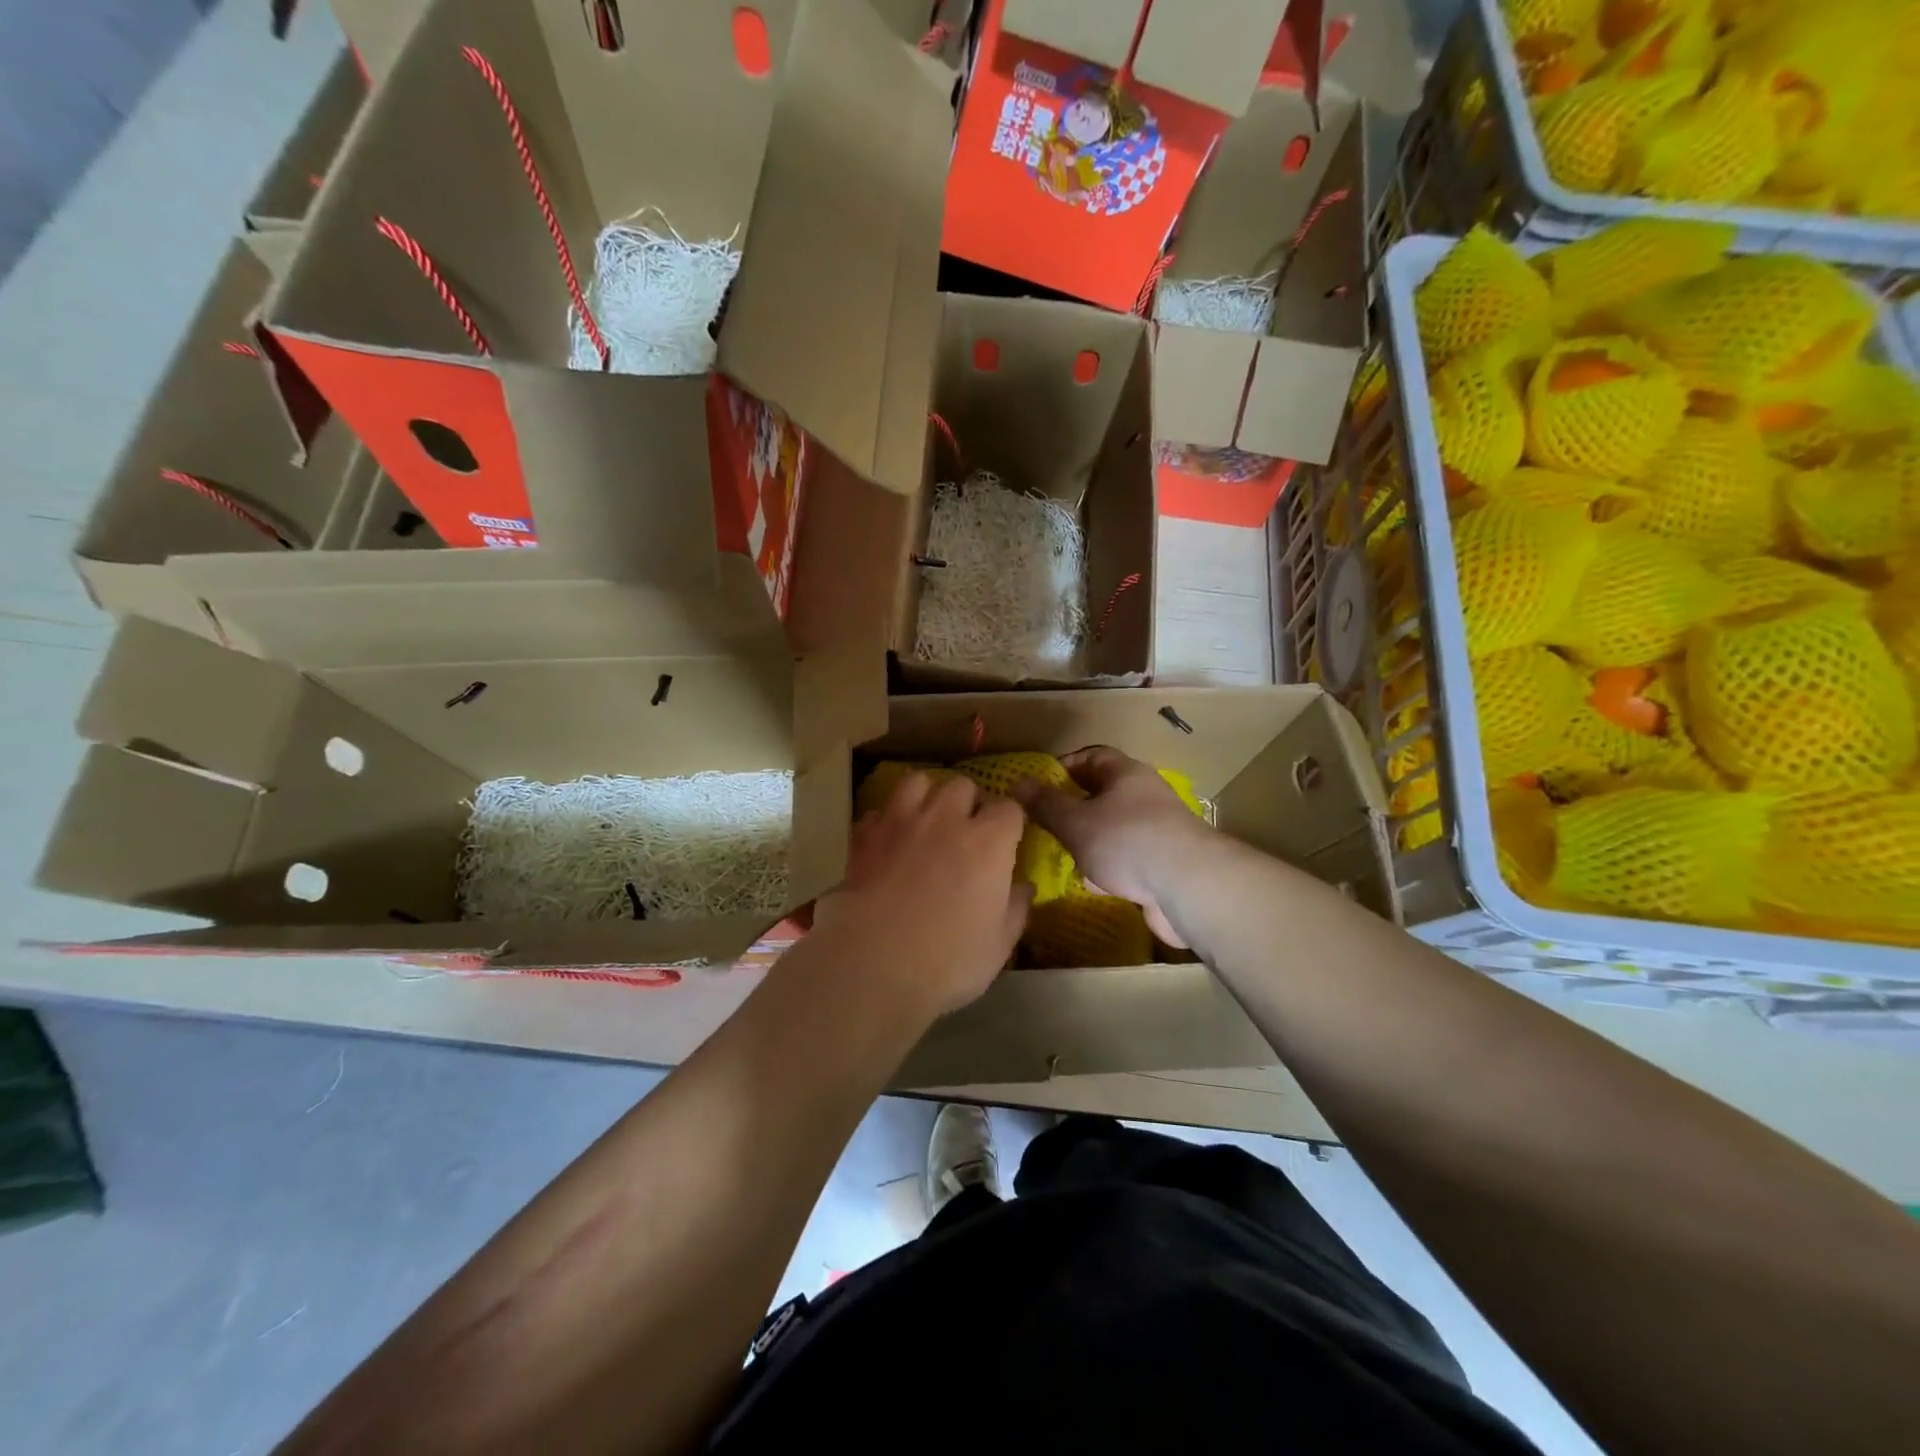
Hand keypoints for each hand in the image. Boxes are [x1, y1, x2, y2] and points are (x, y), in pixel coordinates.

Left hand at [811, 771, 1031, 1020]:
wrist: (873, 963)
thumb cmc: (948, 960)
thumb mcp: (999, 945)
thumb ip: (1015, 909)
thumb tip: (1024, 887)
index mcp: (988, 842)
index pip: (1009, 808)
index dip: (1009, 822)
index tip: (1007, 840)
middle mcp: (946, 819)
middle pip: (963, 785)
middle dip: (968, 802)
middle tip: (966, 830)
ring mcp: (900, 822)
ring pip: (916, 782)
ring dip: (926, 796)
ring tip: (925, 820)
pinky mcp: (864, 836)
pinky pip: (877, 811)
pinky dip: (885, 821)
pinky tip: (886, 842)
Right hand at [1011, 747, 1212, 948]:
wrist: (1189, 887)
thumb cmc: (1127, 841)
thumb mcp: (1076, 821)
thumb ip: (1046, 804)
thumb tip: (1017, 783)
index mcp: (1126, 774)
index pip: (1092, 756)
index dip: (1064, 766)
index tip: (1038, 784)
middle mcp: (1144, 796)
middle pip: (1103, 793)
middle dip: (1074, 808)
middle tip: (1045, 822)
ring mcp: (1157, 831)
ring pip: (1114, 828)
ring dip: (1090, 841)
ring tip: (1063, 855)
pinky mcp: (1164, 863)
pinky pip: (1128, 858)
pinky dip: (1109, 868)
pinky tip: (1093, 884)